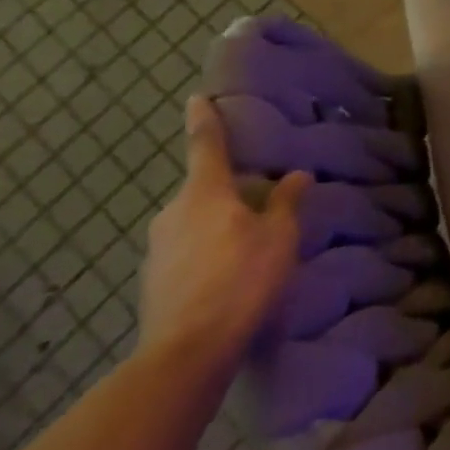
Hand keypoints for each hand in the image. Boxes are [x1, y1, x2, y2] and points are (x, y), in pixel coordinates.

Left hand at [138, 98, 310, 375]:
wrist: (187, 351)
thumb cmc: (241, 280)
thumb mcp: (278, 237)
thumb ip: (286, 203)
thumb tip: (296, 175)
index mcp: (205, 193)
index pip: (205, 144)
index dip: (204, 119)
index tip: (197, 98)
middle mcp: (173, 212)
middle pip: (203, 188)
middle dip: (227, 188)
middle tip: (259, 197)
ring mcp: (157, 248)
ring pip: (194, 221)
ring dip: (218, 223)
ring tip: (249, 242)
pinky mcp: (154, 280)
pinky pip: (186, 250)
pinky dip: (207, 251)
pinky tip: (229, 274)